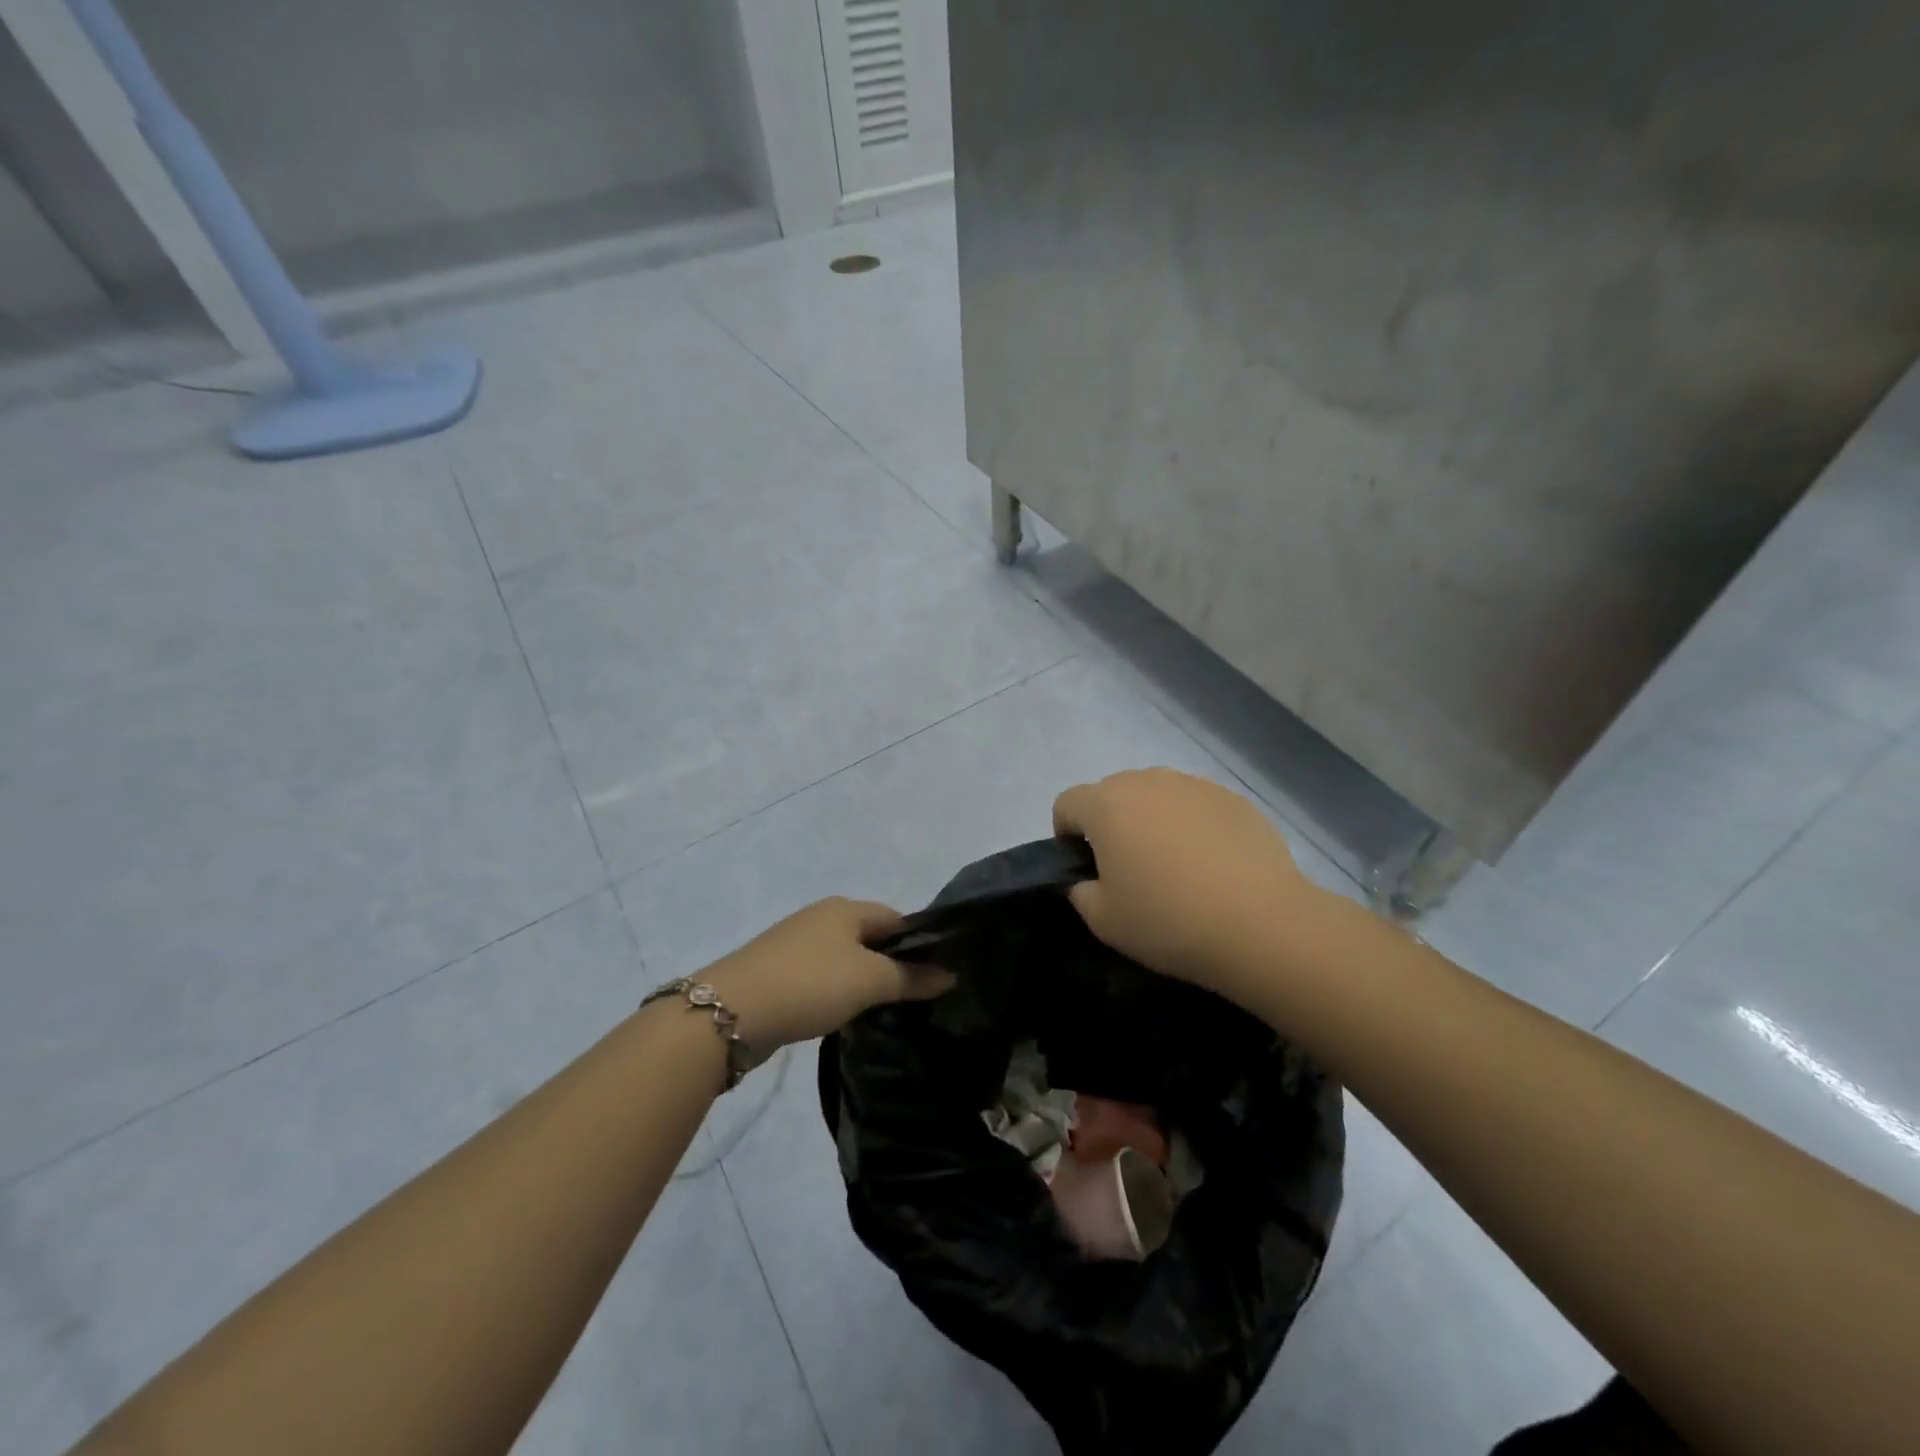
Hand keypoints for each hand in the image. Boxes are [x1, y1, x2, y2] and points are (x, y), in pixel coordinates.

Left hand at [700, 898, 953, 1050]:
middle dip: (892, 964)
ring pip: (846, 960)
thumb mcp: (870, 981)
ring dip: (864, 981)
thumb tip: (951, 974)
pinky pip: (822, 978)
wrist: (730, 1013)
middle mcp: (821, 918)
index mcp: (845, 908)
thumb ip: (912, 978)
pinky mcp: (778, 972)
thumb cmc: (810, 984)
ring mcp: (796, 944)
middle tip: (916, 998)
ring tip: (884, 1011)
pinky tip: (844, 1016)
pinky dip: (837, 993)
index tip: (937, 976)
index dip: (920, 943)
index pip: (896, 919)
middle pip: (871, 938)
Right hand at [1052, 768, 1325, 998]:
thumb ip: (1080, 891)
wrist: (1261, 924)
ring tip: (1176, 867)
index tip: (1086, 870)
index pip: (1067, 803)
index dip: (1067, 835)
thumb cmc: (1168, 921)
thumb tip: (1086, 879)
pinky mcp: (1233, 798)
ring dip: (1152, 821)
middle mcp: (1147, 781)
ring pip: (1156, 796)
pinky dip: (1193, 826)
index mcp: (1106, 804)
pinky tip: (1213, 866)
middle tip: (1130, 871)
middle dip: (1111, 825)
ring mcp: (1194, 785)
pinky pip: (1196, 806)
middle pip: (1112, 794)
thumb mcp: (1103, 920)